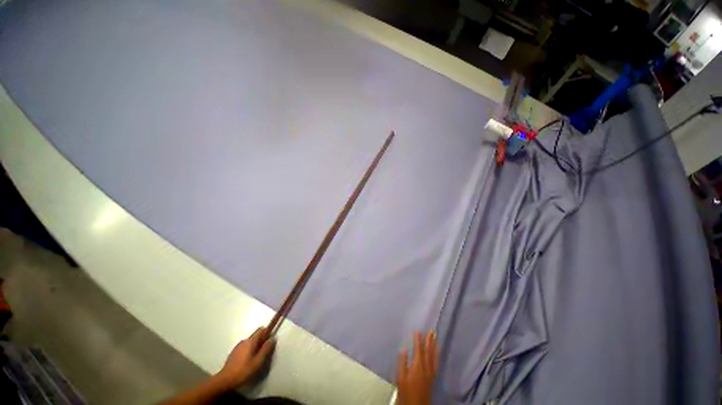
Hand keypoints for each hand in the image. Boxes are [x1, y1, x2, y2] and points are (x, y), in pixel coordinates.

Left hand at [215, 327, 275, 389]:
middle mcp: (244, 341)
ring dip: (255, 347)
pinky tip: (247, 362)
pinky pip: (245, 347)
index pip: (261, 329)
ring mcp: (237, 346)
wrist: (224, 380)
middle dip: (261, 341)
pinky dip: (249, 351)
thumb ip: (266, 349)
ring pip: (250, 342)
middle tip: (263, 353)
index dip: (267, 333)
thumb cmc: (243, 371)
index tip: (269, 341)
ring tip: (256, 359)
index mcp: (250, 341)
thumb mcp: (258, 361)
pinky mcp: (234, 353)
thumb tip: (273, 338)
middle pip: (256, 336)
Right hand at [396, 330, 437, 404]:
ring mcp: (430, 373)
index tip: (418, 330)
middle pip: (428, 352)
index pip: (418, 350)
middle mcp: (426, 368)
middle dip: (429, 341)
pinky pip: (436, 363)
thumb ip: (402, 363)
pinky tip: (437, 353)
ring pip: (433, 357)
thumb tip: (404, 348)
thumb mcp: (401, 377)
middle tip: (431, 330)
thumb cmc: (406, 391)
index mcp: (417, 366)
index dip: (418, 340)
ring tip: (436, 338)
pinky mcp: (432, 378)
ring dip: (434, 346)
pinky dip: (437, 356)